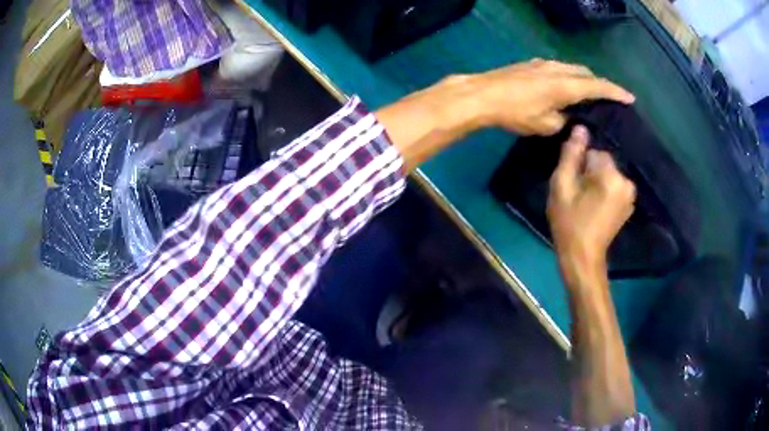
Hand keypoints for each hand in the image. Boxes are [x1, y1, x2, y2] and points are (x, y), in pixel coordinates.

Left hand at [473, 59, 634, 134]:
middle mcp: (559, 69)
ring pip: (572, 68)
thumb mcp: (546, 124)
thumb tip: (571, 118)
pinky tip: (565, 88)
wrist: (484, 94)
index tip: (630, 98)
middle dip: (599, 84)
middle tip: (608, 99)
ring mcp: (544, 64)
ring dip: (583, 79)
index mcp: (566, 85)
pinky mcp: (532, 64)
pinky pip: (558, 68)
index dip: (616, 92)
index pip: (598, 86)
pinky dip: (568, 76)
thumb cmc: (516, 112)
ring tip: (588, 95)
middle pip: (586, 73)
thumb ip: (564, 120)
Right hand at [547, 126, 635, 277]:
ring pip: (609, 173)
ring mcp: (630, 194)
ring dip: (598, 182)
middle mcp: (626, 181)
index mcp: (611, 176)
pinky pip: (615, 185)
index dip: (580, 166)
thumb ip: (571, 155)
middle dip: (590, 173)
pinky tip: (596, 207)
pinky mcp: (629, 204)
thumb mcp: (561, 186)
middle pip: (603, 162)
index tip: (574, 185)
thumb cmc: (569, 223)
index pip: (594, 152)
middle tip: (579, 195)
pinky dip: (606, 190)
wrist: (583, 258)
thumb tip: (580, 128)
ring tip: (587, 202)